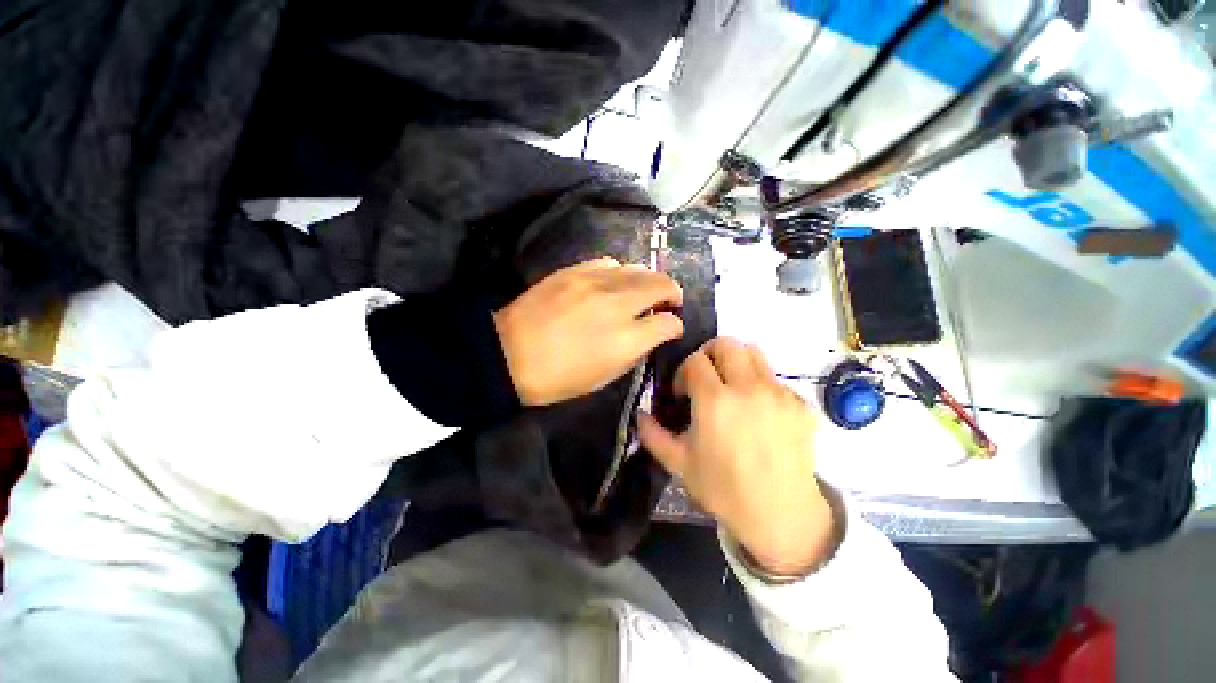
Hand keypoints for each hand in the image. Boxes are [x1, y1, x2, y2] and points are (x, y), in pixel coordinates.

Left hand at [494, 257, 683, 405]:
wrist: (508, 354)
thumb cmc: (558, 378)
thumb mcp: (604, 376)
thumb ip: (634, 352)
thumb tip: (649, 334)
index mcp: (626, 339)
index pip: (668, 323)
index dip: (675, 326)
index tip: (671, 328)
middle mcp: (616, 305)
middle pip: (660, 284)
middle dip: (672, 292)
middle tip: (669, 301)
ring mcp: (595, 282)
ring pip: (638, 268)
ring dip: (648, 280)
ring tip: (643, 290)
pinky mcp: (574, 270)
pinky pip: (609, 263)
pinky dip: (620, 272)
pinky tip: (614, 282)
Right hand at [639, 338, 834, 575]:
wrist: (781, 516)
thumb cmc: (724, 489)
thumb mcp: (679, 464)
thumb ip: (654, 435)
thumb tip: (640, 414)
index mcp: (715, 400)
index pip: (695, 360)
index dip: (683, 371)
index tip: (682, 392)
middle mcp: (748, 388)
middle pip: (727, 344)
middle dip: (709, 354)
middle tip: (705, 377)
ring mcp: (778, 393)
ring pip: (754, 353)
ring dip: (736, 362)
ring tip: (731, 387)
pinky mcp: (800, 404)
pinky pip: (776, 379)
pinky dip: (761, 385)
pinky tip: (759, 413)